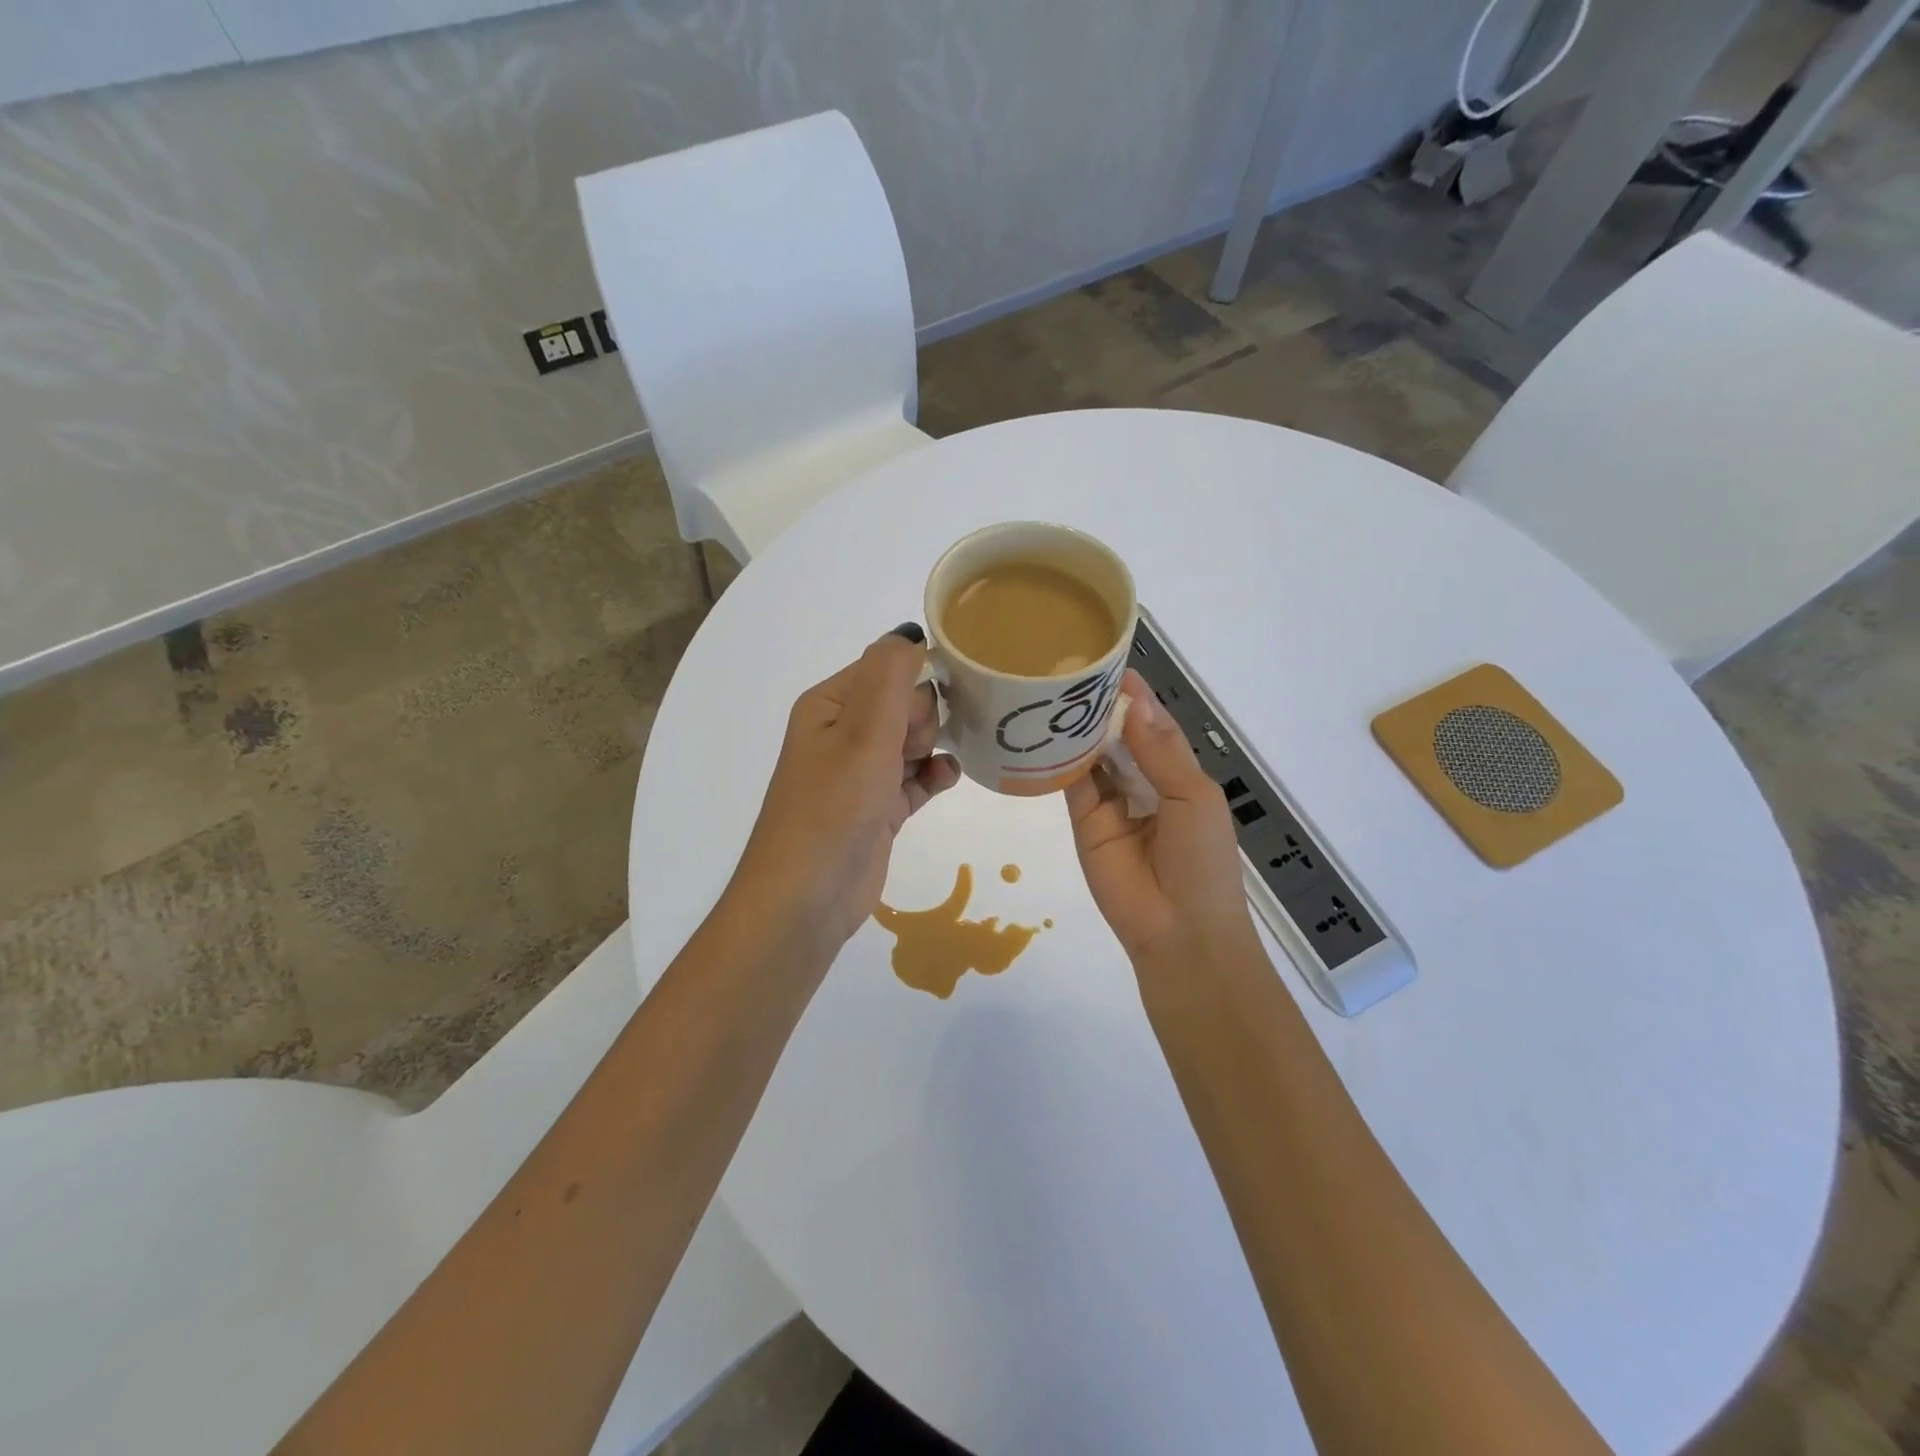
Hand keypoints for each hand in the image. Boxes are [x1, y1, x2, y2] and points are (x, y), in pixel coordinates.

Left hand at [733, 627, 959, 947]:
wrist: (807, 897)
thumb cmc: (834, 805)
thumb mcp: (863, 729)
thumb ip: (891, 673)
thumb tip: (911, 632)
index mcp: (830, 704)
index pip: (887, 668)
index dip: (916, 682)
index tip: (935, 705)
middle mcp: (843, 733)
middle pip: (904, 703)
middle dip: (923, 718)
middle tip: (910, 748)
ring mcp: (860, 773)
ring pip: (913, 740)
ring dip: (932, 746)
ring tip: (928, 768)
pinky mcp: (878, 808)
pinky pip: (916, 777)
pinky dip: (933, 776)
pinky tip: (943, 782)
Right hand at [1065, 672, 1258, 967]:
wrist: (1178, 929)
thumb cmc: (1202, 859)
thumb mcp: (1192, 797)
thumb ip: (1161, 751)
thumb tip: (1134, 704)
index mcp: (1179, 774)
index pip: (1155, 725)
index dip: (1137, 698)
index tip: (1110, 665)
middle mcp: (1143, 782)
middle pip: (1120, 736)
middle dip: (1102, 708)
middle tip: (1069, 672)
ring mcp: (1111, 801)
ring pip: (1093, 755)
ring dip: (1079, 729)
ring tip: (1052, 693)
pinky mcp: (1083, 820)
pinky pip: (1071, 783)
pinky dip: (1059, 759)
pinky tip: (1044, 732)